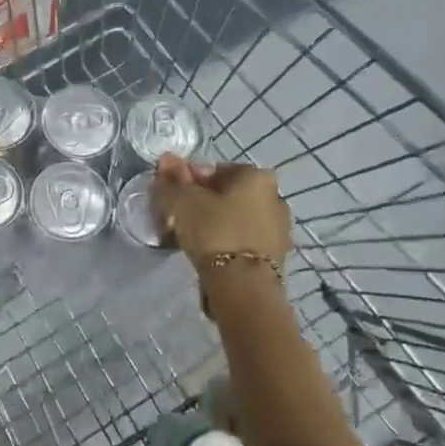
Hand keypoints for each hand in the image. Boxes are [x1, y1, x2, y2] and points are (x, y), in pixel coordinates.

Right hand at [153, 155, 290, 272]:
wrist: (243, 286)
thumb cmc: (214, 232)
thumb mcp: (183, 202)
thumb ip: (172, 180)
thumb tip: (166, 159)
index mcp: (257, 176)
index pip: (215, 170)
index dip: (189, 180)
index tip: (172, 196)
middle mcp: (275, 197)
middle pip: (228, 194)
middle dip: (203, 201)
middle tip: (178, 217)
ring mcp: (279, 228)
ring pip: (236, 218)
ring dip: (215, 222)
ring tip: (190, 238)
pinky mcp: (276, 256)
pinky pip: (243, 239)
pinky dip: (226, 241)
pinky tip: (209, 253)